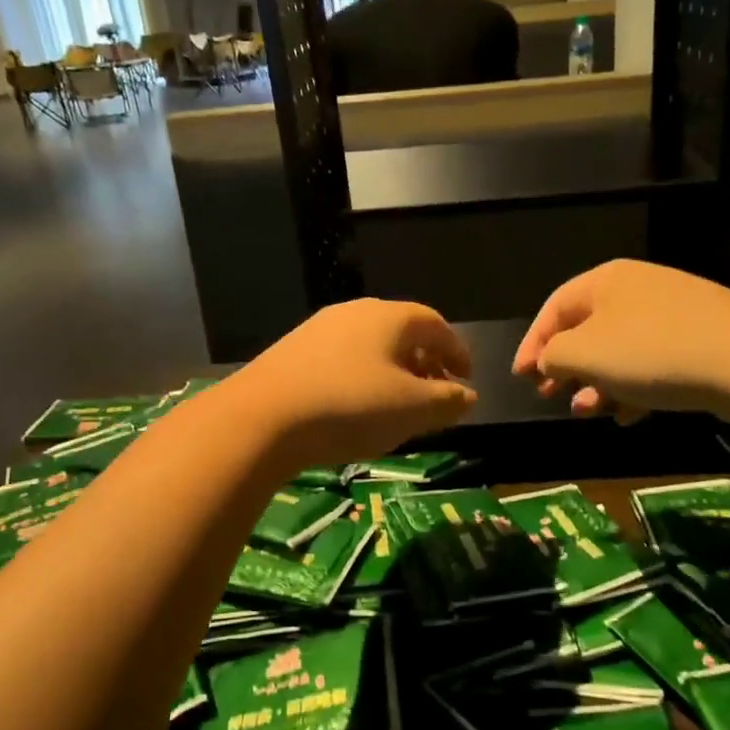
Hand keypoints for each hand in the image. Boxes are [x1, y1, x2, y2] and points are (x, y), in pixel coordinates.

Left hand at [228, 299, 476, 467]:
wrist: (262, 418)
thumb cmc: (351, 407)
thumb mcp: (413, 410)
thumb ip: (448, 400)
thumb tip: (467, 395)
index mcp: (390, 317)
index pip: (437, 326)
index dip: (457, 352)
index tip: (467, 380)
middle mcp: (355, 312)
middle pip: (403, 332)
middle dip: (426, 362)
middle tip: (436, 394)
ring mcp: (320, 329)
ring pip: (371, 345)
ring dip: (394, 371)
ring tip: (398, 404)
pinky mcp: (294, 350)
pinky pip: (344, 358)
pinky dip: (363, 376)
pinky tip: (356, 405)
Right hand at [512, 260, 729, 426]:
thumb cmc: (651, 351)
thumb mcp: (584, 353)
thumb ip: (553, 355)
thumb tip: (548, 360)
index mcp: (604, 282)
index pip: (554, 309)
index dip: (531, 343)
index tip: (520, 378)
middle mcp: (636, 291)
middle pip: (586, 330)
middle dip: (565, 367)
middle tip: (549, 395)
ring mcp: (672, 315)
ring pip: (619, 352)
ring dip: (597, 384)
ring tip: (588, 412)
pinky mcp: (699, 342)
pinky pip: (652, 365)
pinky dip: (633, 389)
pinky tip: (630, 416)